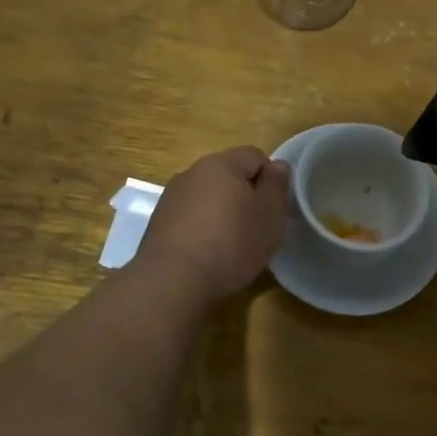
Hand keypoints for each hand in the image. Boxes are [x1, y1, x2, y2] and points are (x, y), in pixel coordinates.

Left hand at [136, 147, 291, 301]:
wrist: (173, 280)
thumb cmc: (232, 242)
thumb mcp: (270, 214)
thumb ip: (277, 185)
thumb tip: (278, 165)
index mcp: (222, 163)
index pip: (255, 155)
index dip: (270, 179)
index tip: (274, 208)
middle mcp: (193, 172)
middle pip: (228, 175)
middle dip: (245, 195)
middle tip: (257, 226)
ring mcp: (171, 197)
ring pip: (208, 196)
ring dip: (222, 211)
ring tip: (231, 243)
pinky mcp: (159, 222)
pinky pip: (190, 216)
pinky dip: (202, 227)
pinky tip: (207, 253)